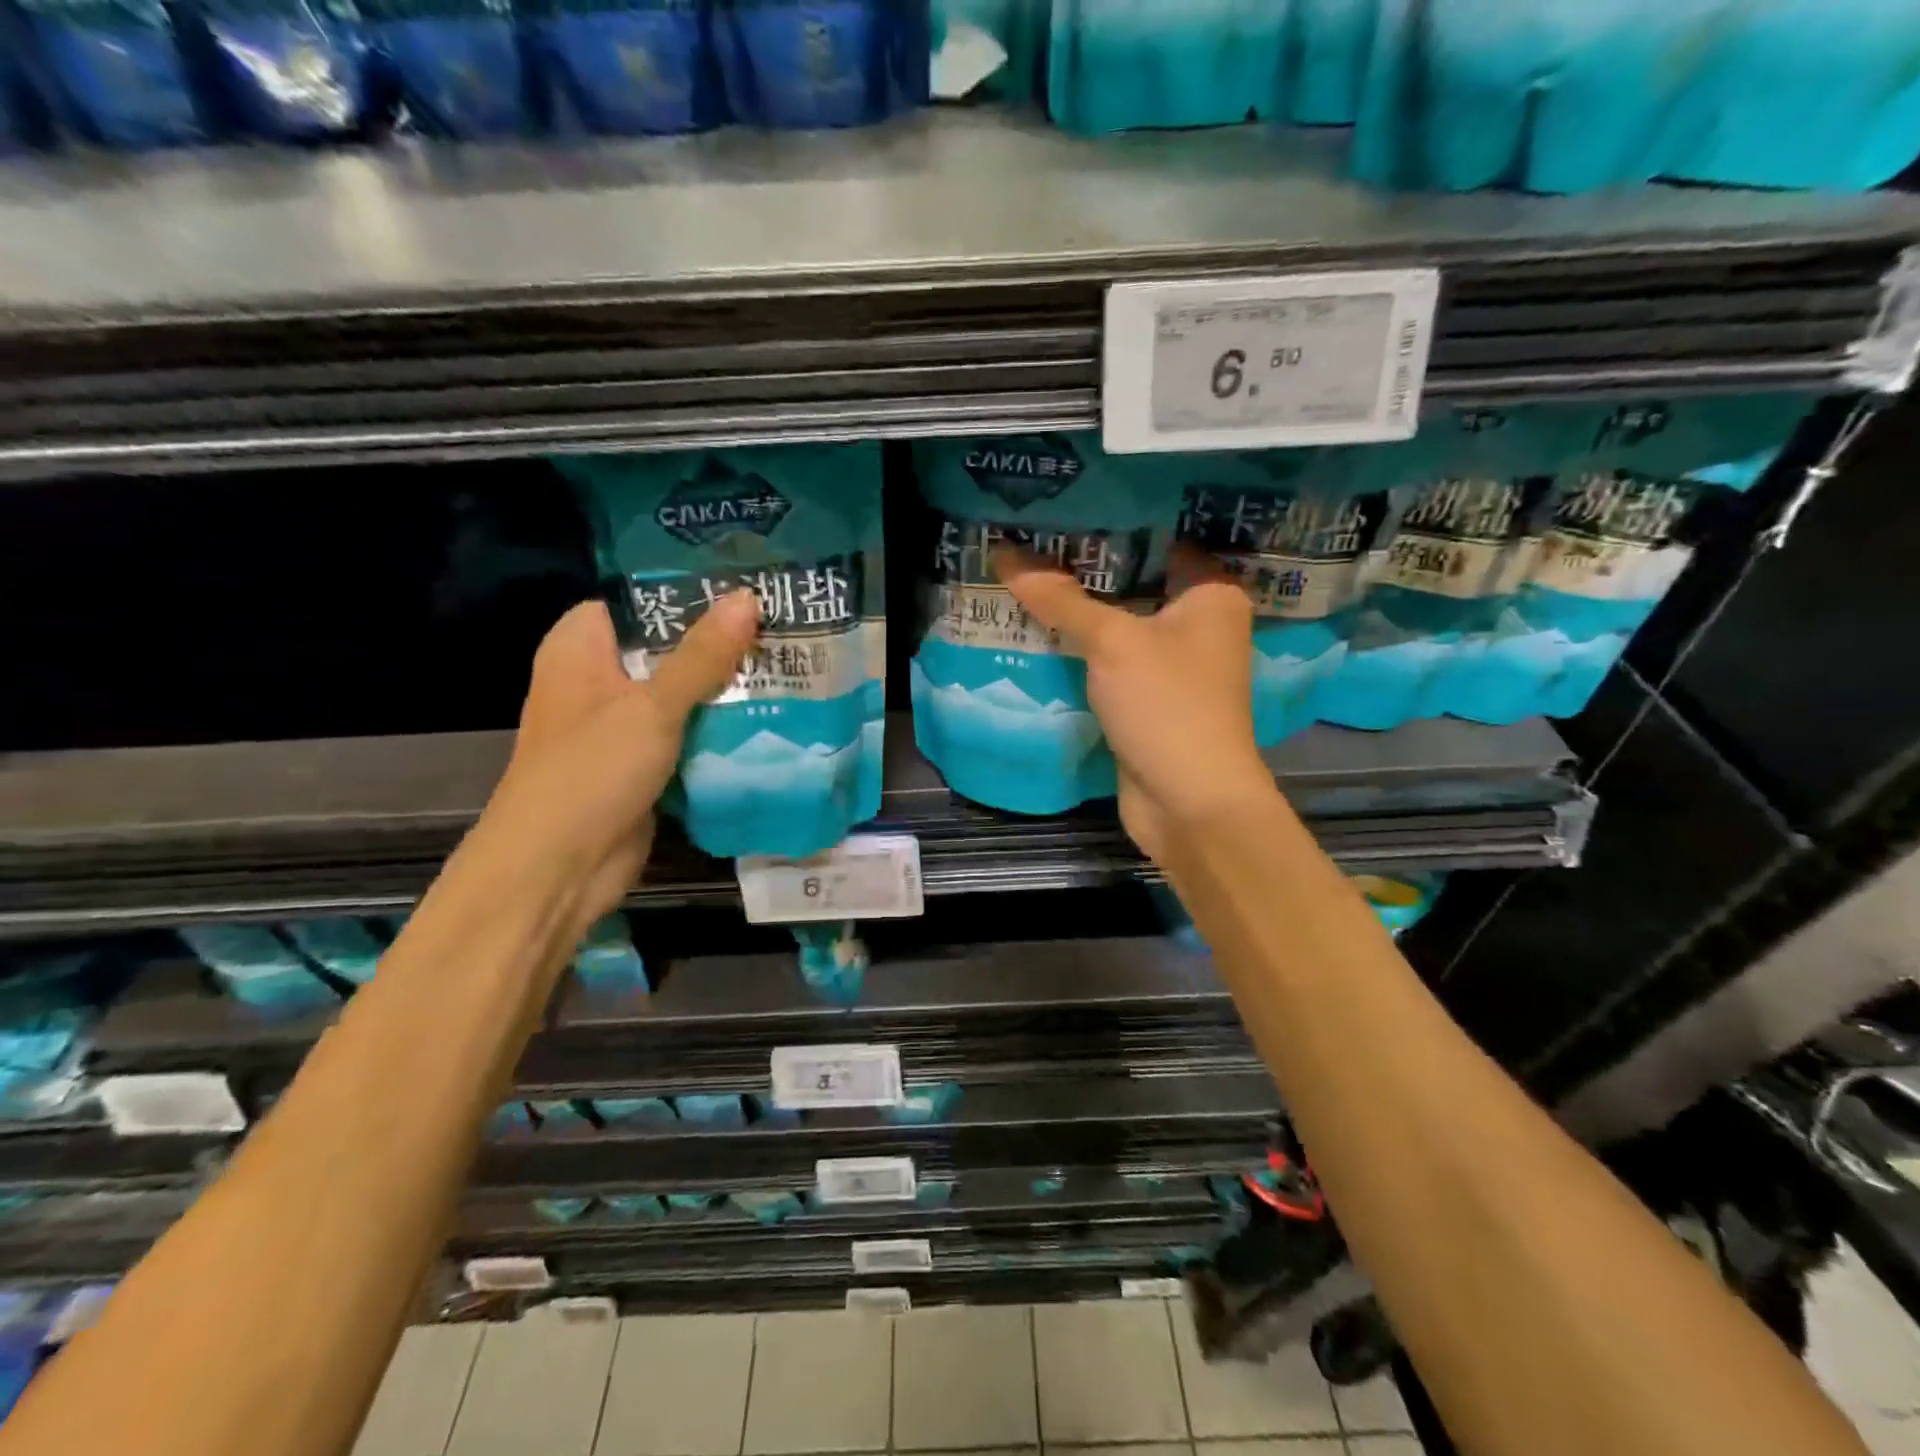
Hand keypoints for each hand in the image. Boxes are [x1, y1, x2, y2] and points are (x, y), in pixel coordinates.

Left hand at [478, 592, 760, 928]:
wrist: (558, 870)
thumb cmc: (590, 773)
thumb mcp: (651, 707)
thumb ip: (701, 655)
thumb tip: (747, 598)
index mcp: (580, 647)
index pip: (639, 600)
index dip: (689, 591)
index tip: (746, 585)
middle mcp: (598, 678)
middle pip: (667, 647)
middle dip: (720, 642)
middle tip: (782, 626)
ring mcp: (621, 723)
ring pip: (682, 692)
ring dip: (725, 688)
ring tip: (786, 664)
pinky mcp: (643, 762)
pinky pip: (687, 732)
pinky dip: (719, 727)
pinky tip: (767, 715)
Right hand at [992, 544, 1276, 863]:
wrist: (1188, 802)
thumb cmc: (1167, 705)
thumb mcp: (1112, 642)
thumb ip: (1061, 599)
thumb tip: (1005, 553)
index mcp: (1211, 594)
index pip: (1160, 539)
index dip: (1113, 522)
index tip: (1064, 507)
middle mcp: (1199, 624)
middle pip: (1134, 583)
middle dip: (1085, 569)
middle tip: (1031, 539)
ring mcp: (1173, 666)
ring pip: (1118, 626)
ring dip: (1078, 613)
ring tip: (1023, 577)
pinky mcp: (1148, 700)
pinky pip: (1109, 663)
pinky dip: (1080, 652)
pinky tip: (1036, 632)